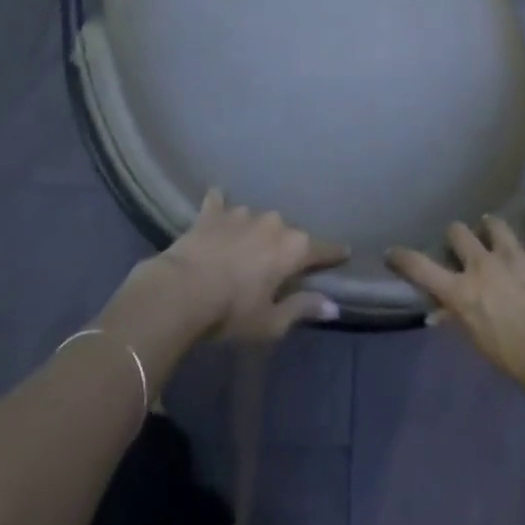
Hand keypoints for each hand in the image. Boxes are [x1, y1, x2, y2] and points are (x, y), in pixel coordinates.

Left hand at [98, 192, 346, 379]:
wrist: (181, 290)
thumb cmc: (231, 312)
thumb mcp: (270, 323)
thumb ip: (302, 309)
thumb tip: (334, 306)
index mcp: (292, 248)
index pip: (322, 249)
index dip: (333, 254)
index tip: (344, 252)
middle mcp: (273, 222)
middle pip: (288, 234)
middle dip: (286, 247)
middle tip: (277, 266)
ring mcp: (242, 213)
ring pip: (256, 219)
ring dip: (254, 232)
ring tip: (245, 248)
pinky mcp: (212, 212)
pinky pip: (219, 202)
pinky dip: (220, 205)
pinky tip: (217, 203)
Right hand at [387, 187, 524, 401]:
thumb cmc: (518, 360)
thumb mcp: (480, 344)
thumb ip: (458, 321)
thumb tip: (436, 313)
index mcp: (462, 290)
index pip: (422, 269)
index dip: (404, 258)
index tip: (392, 252)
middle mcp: (483, 264)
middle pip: (459, 233)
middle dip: (457, 237)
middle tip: (461, 245)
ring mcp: (514, 254)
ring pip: (494, 225)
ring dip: (490, 227)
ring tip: (491, 228)